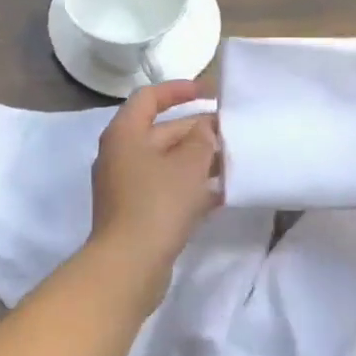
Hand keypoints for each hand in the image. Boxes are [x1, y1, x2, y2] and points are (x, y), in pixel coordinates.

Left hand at [89, 80, 219, 274]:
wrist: (129, 265)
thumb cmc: (157, 204)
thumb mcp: (188, 165)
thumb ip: (202, 139)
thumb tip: (207, 128)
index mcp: (125, 134)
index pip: (150, 97)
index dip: (180, 89)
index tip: (211, 92)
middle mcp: (122, 155)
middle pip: (163, 132)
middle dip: (198, 131)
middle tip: (234, 133)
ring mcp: (128, 186)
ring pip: (168, 163)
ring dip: (199, 161)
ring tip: (234, 162)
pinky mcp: (137, 212)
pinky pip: (168, 189)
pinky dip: (192, 188)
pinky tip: (222, 194)